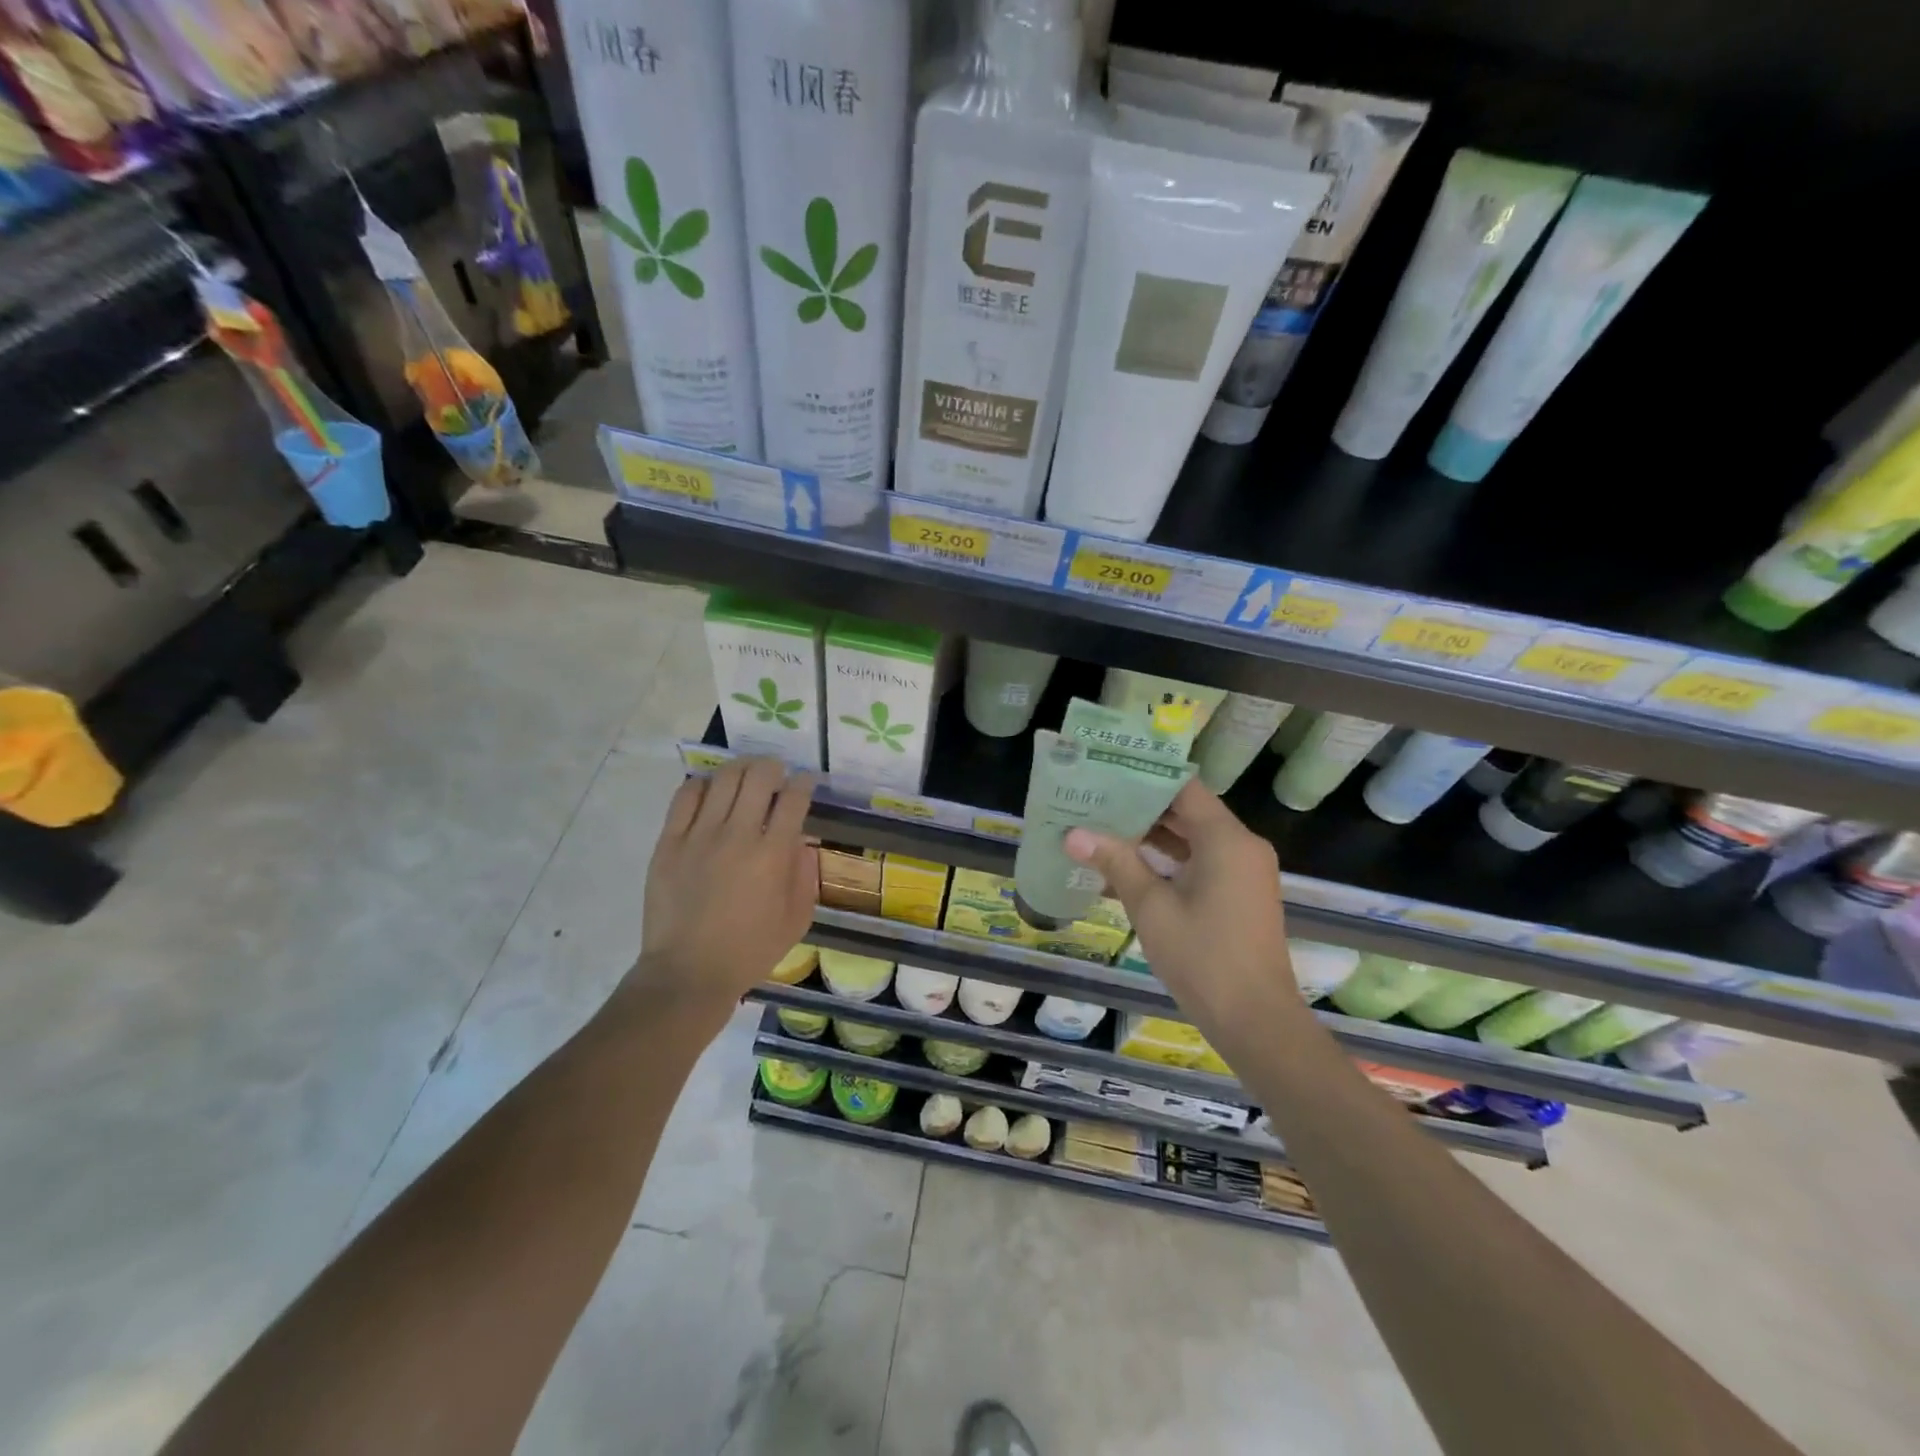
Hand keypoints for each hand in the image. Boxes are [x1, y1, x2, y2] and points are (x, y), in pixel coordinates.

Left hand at [634, 757, 816, 1023]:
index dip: (804, 782)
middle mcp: (738, 835)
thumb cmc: (749, 951)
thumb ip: (805, 875)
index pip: (794, 798)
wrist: (688, 972)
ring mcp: (700, 835)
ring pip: (723, 779)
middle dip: (774, 767)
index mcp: (773, 855)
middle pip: (759, 777)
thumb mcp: (797, 919)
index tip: (806, 781)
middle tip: (777, 773)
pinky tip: (710, 791)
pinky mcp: (669, 842)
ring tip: (745, 774)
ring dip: (741, 769)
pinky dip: (702, 784)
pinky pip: (685, 796)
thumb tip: (803, 841)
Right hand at [1064, 779, 1301, 1036]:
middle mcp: (1242, 846)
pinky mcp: (1241, 894)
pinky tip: (1130, 864)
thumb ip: (1116, 863)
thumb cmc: (1203, 958)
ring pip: (1195, 837)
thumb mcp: (1152, 908)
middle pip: (1189, 811)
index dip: (1145, 777)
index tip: (1106, 771)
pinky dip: (1171, 859)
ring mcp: (1245, 871)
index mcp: (1226, 839)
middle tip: (1095, 799)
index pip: (1183, 788)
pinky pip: (1204, 861)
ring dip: (1154, 835)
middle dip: (1142, 807)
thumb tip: (1073, 834)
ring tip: (1103, 827)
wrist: (1256, 1021)